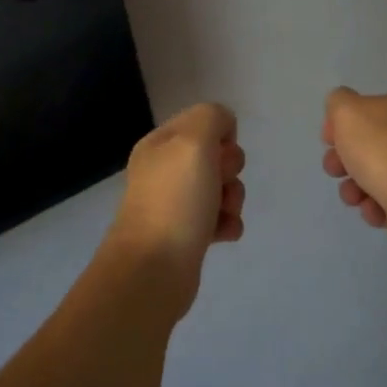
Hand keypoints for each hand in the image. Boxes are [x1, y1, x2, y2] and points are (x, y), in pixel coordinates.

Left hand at [107, 104, 246, 304]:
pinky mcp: (186, 235)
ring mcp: (174, 204)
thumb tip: (223, 129)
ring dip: (232, 199)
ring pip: (221, 188)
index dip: (221, 136)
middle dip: (229, 170)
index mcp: (160, 144)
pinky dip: (227, 224)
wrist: (154, 269)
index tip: (217, 155)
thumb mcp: (193, 140)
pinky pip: (219, 219)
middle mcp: (164, 170)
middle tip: (218, 186)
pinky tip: (222, 235)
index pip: (203, 121)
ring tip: (222, 215)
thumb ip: (212, 117)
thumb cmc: (175, 200)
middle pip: (216, 155)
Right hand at [321, 86, 386, 228]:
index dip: (340, 125)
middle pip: (369, 144)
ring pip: (378, 175)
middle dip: (344, 160)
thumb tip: (343, 112)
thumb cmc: (383, 148)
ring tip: (354, 198)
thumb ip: (338, 102)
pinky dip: (378, 207)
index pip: (366, 109)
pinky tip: (375, 211)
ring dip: (356, 187)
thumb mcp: (347, 111)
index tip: (327, 142)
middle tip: (335, 171)